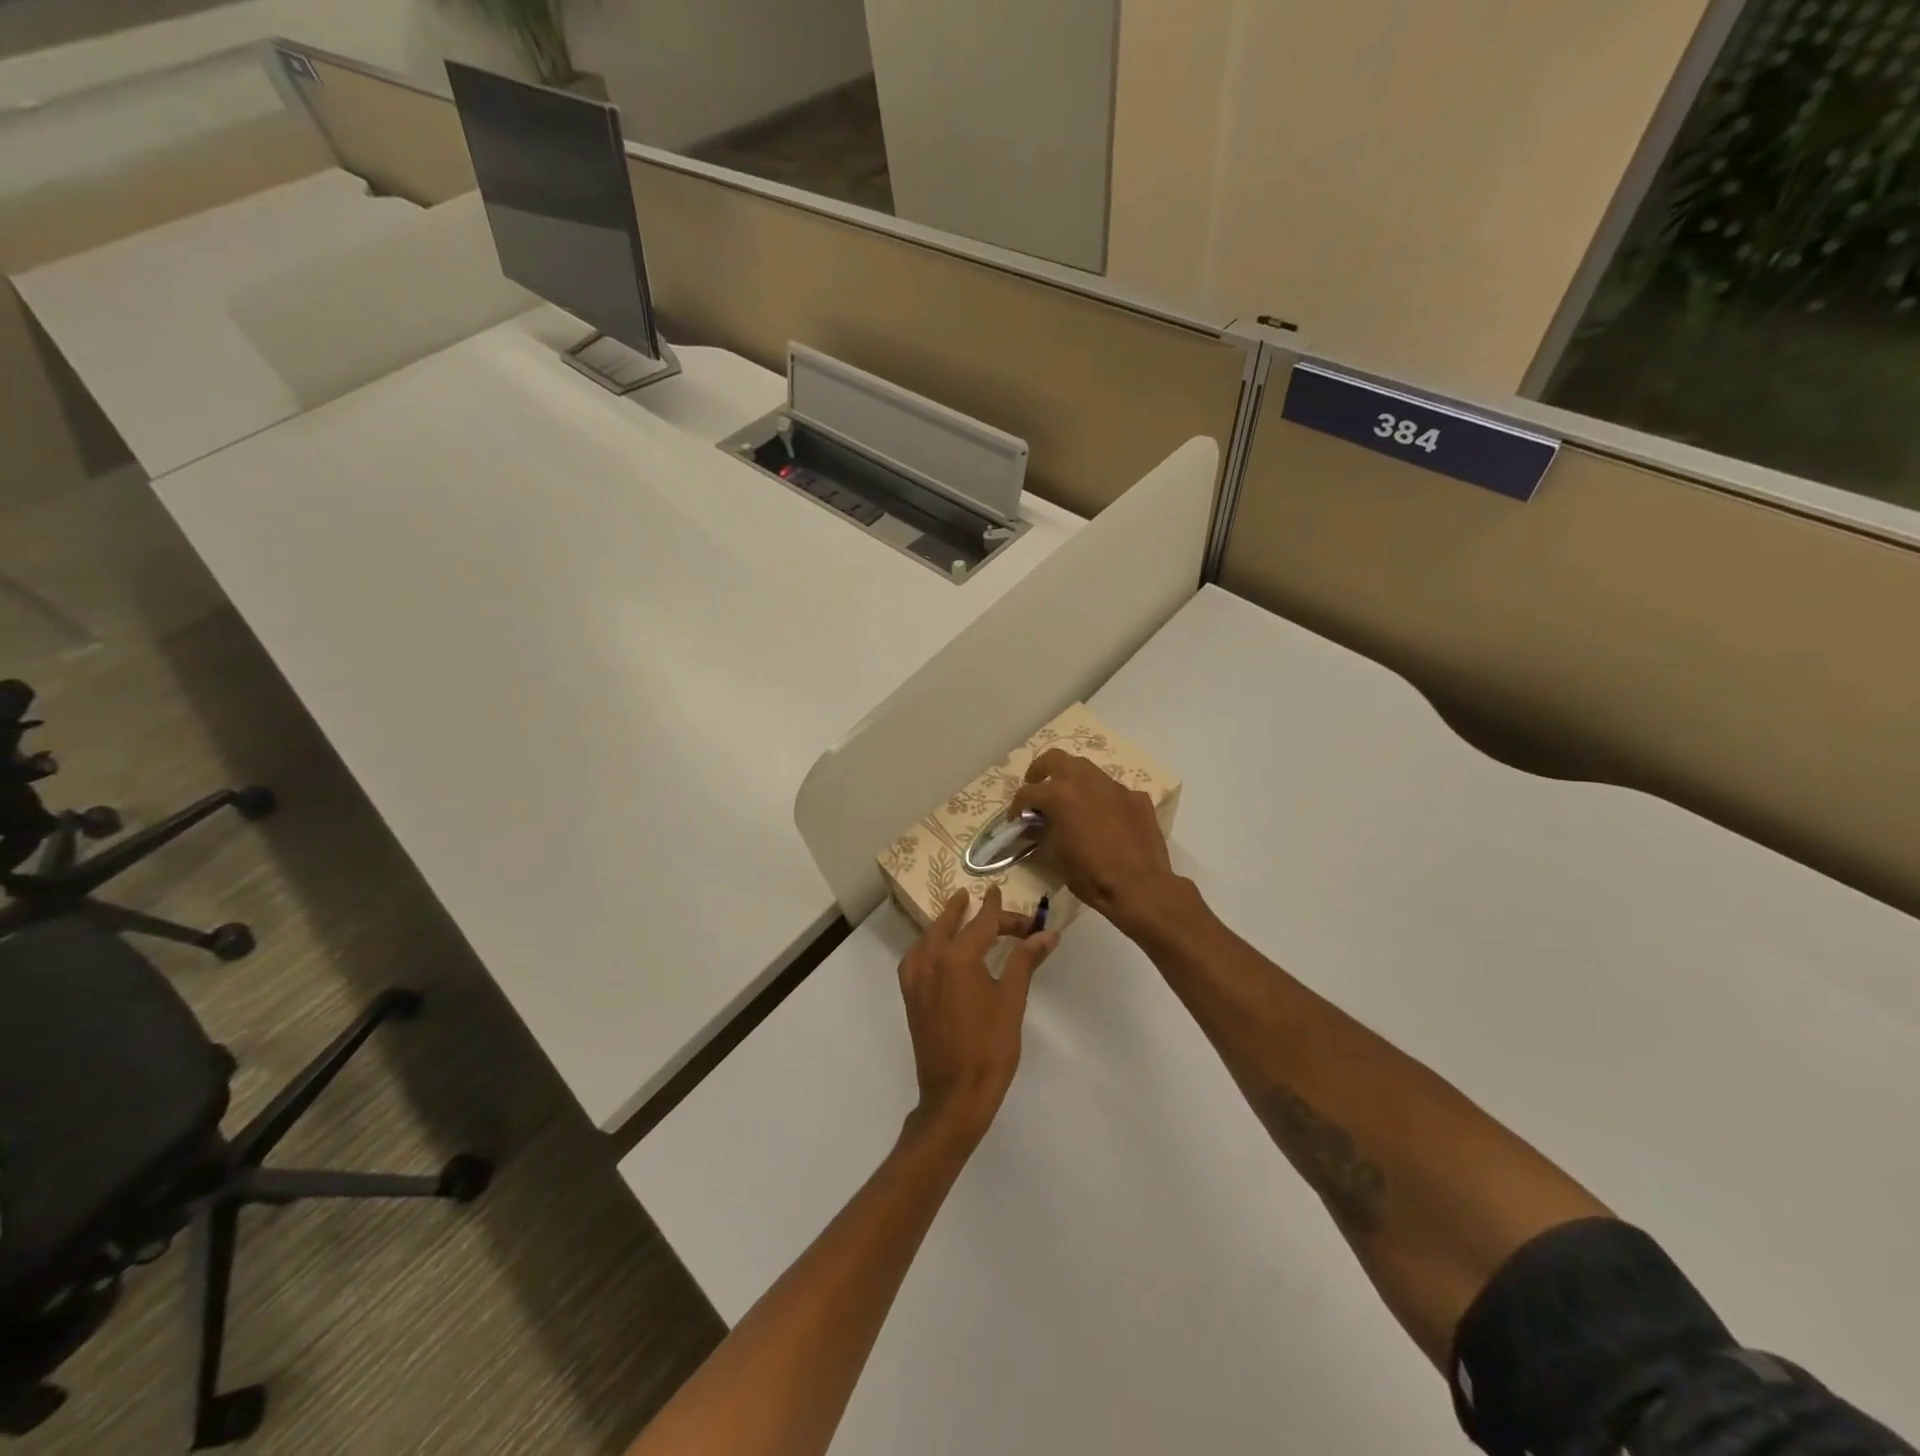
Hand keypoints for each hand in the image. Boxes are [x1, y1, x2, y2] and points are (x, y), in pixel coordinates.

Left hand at [898, 887, 1057, 1143]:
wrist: (955, 1095)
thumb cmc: (990, 1047)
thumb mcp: (1012, 1000)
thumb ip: (1025, 961)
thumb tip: (1046, 934)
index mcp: (957, 957)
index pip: (981, 922)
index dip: (996, 908)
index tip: (1001, 892)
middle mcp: (930, 960)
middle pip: (951, 924)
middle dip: (969, 911)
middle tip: (984, 901)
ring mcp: (915, 978)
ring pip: (929, 937)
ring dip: (946, 924)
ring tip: (960, 914)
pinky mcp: (910, 995)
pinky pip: (917, 956)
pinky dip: (930, 943)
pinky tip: (940, 949)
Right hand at [1009, 749, 1180, 933]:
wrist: (1140, 887)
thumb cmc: (1090, 875)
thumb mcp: (1055, 856)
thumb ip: (1041, 834)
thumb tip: (1033, 826)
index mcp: (1060, 795)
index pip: (1028, 792)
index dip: (1017, 807)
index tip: (1017, 820)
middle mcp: (1085, 781)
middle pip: (1055, 759)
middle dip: (1041, 771)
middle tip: (1037, 788)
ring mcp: (1114, 786)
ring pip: (1086, 769)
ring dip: (1072, 780)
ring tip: (1069, 801)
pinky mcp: (1136, 797)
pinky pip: (1112, 790)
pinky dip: (1100, 798)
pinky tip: (1103, 818)